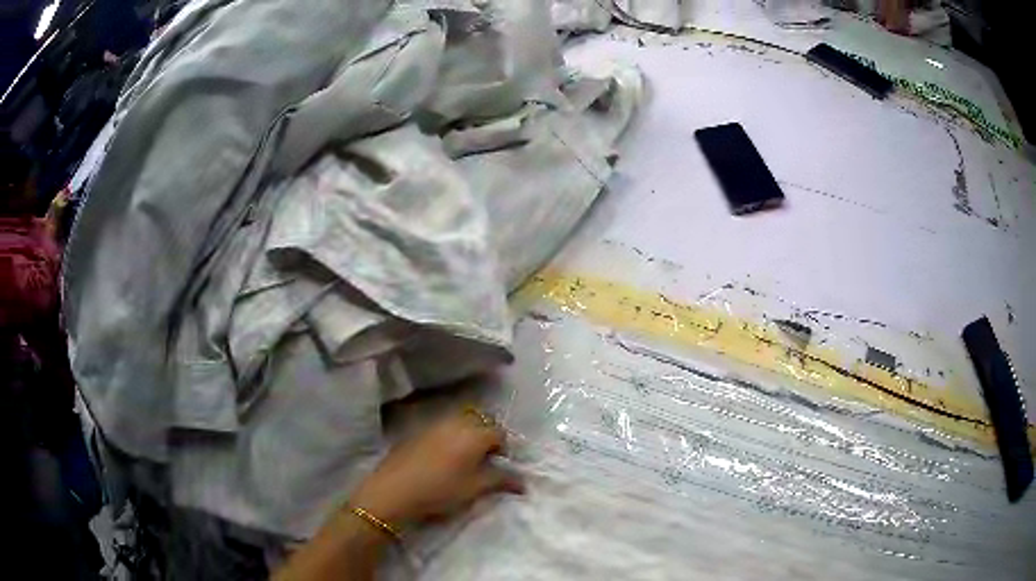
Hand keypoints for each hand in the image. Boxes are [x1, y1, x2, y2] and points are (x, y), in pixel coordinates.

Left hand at [349, 410, 524, 530]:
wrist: (394, 490)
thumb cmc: (440, 490)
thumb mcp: (475, 488)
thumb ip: (501, 480)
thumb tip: (523, 482)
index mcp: (474, 434)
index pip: (499, 432)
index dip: (504, 448)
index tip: (500, 465)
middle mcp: (455, 422)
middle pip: (480, 420)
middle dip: (487, 436)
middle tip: (485, 459)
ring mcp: (433, 425)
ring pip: (459, 421)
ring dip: (468, 434)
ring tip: (465, 458)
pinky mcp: (417, 431)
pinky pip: (441, 427)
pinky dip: (449, 436)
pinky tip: (442, 457)